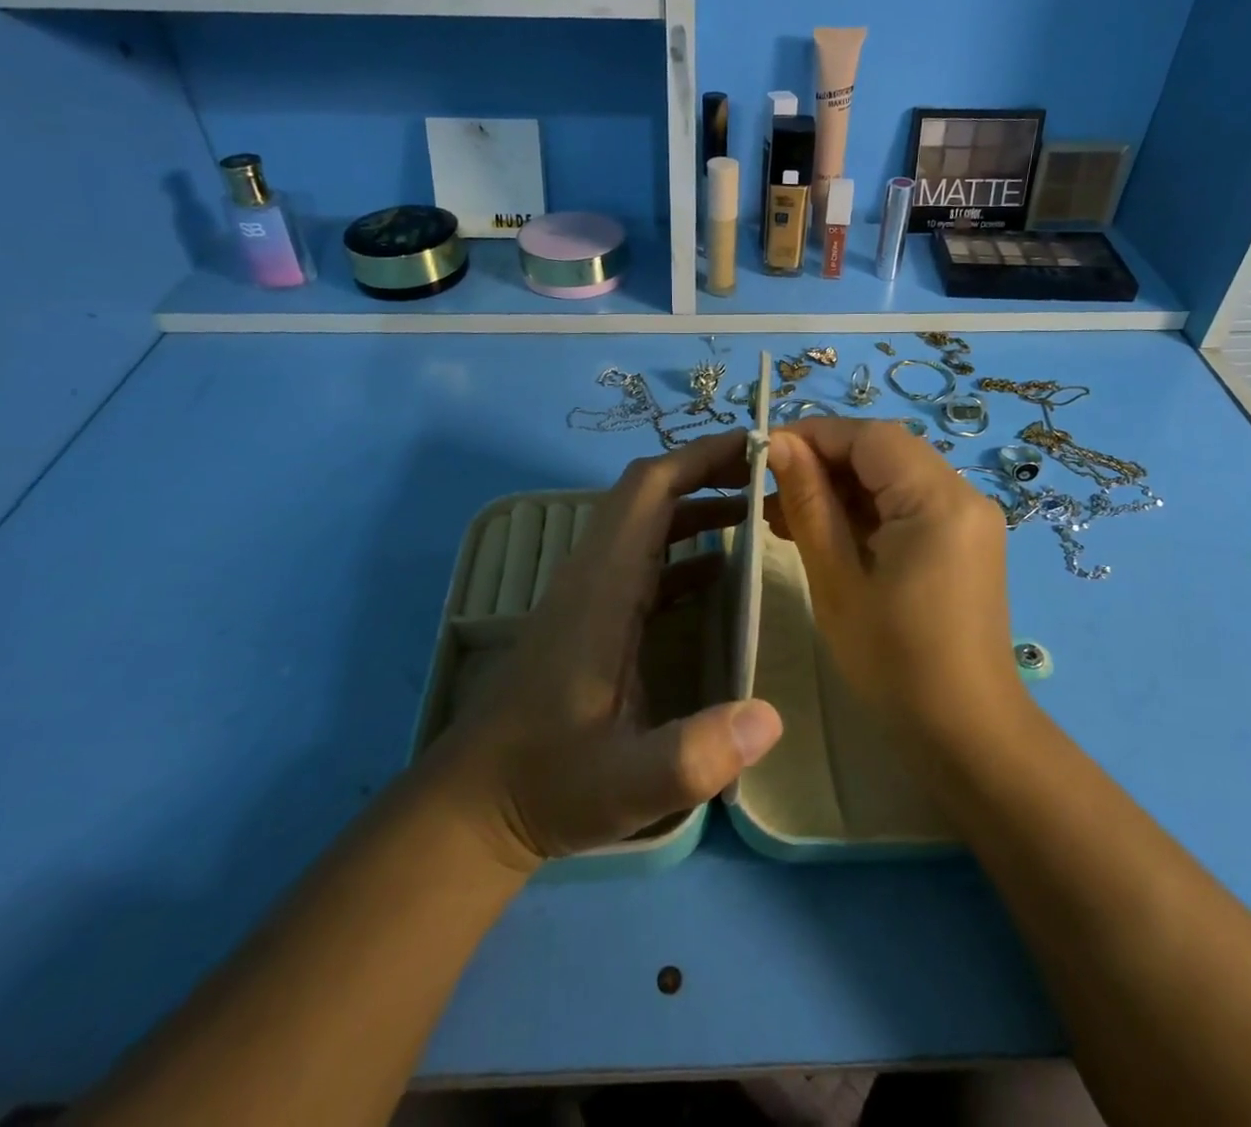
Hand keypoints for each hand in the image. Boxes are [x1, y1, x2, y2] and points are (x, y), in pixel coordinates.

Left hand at [425, 430, 784, 874]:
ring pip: (647, 523)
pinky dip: (685, 548)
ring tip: (759, 509)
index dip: (700, 457)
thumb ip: (694, 755)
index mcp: (602, 587)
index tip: (757, 445)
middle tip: (771, 472)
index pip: (649, 490)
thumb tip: (772, 716)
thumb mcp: (625, 783)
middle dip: (709, 471)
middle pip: (650, 493)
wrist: (477, 804)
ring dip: (699, 506)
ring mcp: (591, 593)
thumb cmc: (548, 784)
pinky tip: (722, 571)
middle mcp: (594, 574)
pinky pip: (645, 561)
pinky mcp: (593, 616)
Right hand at [765, 418, 1024, 753]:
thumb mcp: (837, 579)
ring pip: (893, 476)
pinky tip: (824, 533)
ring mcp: (969, 519)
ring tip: (785, 516)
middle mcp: (963, 496)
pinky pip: (908, 504)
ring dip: (841, 487)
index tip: (762, 452)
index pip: (869, 436)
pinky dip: (866, 510)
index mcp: (938, 500)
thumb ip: (808, 502)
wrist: (966, 734)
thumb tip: (776, 443)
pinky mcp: (964, 541)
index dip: (813, 435)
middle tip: (770, 492)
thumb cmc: (894, 662)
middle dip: (823, 462)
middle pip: (884, 451)